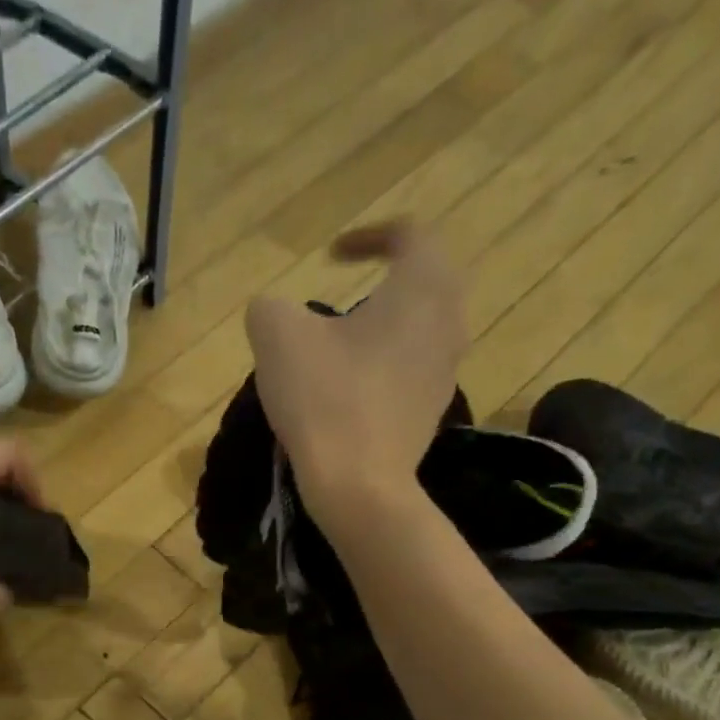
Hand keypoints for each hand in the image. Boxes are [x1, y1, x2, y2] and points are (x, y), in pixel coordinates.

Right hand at [243, 221, 467, 533]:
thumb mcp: (276, 336)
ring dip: (386, 324)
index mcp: (421, 287)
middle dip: (385, 279)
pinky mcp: (432, 410)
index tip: (329, 259)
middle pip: (425, 279)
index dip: (367, 237)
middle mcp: (448, 320)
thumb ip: (271, 307)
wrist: (358, 484)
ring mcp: (446, 370)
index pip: (409, 235)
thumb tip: (273, 312)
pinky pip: (413, 368)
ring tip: (344, 344)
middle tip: (344, 296)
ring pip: (421, 327)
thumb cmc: (324, 398)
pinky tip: (351, 388)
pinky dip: (386, 364)